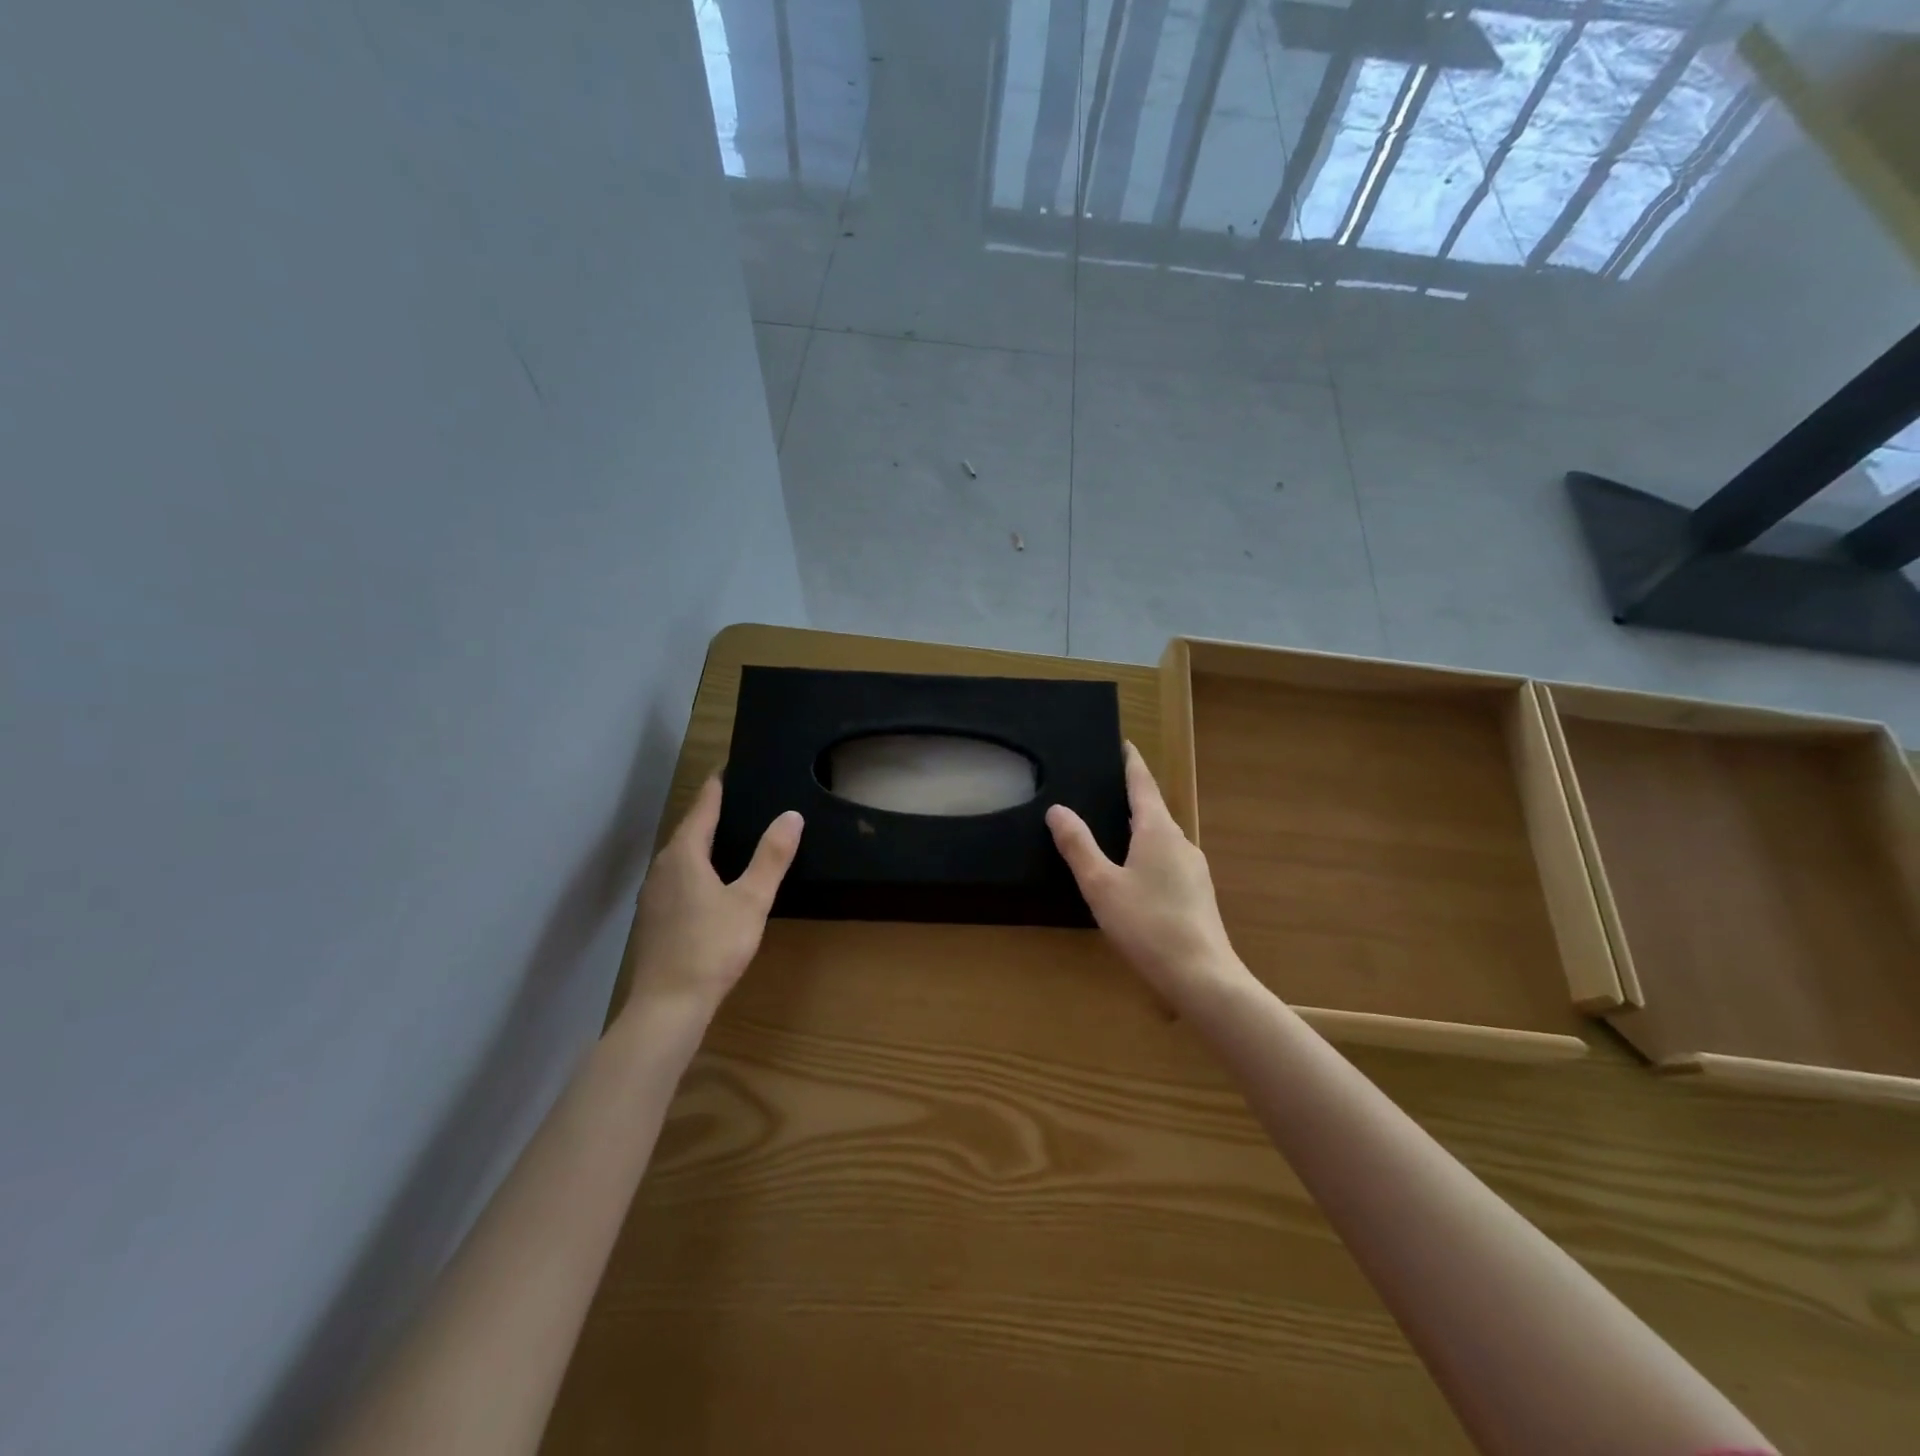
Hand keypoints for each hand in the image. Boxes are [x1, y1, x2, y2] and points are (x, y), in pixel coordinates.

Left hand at [623, 773, 802, 1022]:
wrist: (668, 1005)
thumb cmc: (712, 946)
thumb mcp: (752, 900)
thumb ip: (772, 856)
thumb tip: (791, 815)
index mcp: (684, 854)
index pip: (703, 807)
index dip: (717, 786)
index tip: (729, 767)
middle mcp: (662, 867)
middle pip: (689, 830)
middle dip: (711, 812)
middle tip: (740, 799)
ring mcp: (653, 894)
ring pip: (680, 856)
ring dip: (702, 842)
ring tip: (730, 835)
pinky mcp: (654, 918)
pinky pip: (677, 878)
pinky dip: (695, 868)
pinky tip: (711, 882)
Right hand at [1047, 743, 1251, 1009]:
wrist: (1202, 976)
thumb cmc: (1147, 924)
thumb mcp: (1101, 885)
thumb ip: (1078, 846)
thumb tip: (1058, 809)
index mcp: (1158, 831)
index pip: (1143, 785)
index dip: (1131, 763)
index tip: (1124, 744)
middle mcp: (1181, 842)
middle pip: (1154, 811)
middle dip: (1132, 798)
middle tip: (1105, 789)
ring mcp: (1194, 869)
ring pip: (1162, 839)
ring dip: (1140, 829)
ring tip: (1113, 832)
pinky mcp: (1198, 894)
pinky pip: (1169, 861)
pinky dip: (1149, 854)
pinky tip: (1135, 876)